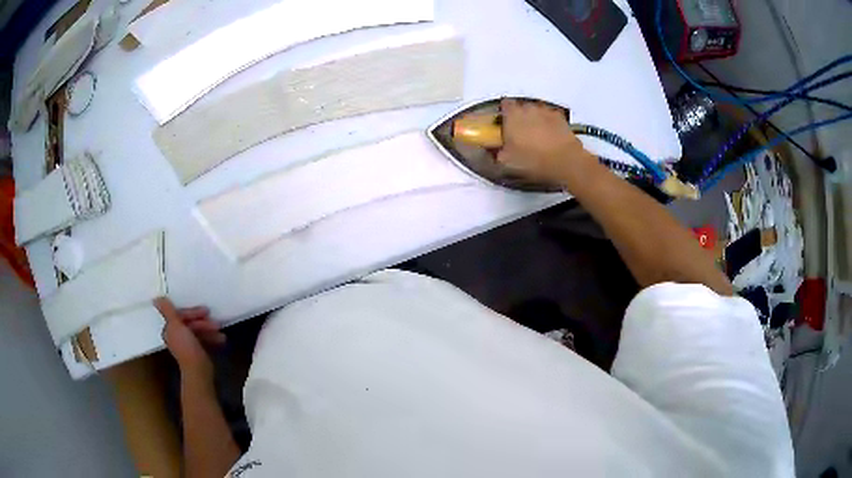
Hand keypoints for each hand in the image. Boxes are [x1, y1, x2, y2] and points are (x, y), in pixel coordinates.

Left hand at [154, 297, 224, 381]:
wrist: (198, 370)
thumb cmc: (186, 347)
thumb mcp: (176, 325)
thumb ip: (167, 311)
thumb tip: (156, 298)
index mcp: (170, 330)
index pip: (180, 316)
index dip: (192, 313)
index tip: (205, 312)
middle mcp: (177, 337)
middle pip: (190, 324)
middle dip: (203, 323)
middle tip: (216, 323)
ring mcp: (188, 345)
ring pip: (199, 332)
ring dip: (210, 331)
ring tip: (220, 333)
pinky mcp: (198, 352)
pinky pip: (204, 341)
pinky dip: (212, 339)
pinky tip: (221, 340)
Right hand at [497, 99, 594, 184]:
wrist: (564, 160)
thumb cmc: (531, 159)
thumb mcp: (507, 161)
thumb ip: (498, 152)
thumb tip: (495, 149)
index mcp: (512, 114)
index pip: (504, 104)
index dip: (504, 113)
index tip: (504, 124)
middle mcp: (528, 107)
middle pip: (521, 107)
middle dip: (520, 116)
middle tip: (520, 132)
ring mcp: (546, 110)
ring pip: (537, 111)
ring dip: (535, 118)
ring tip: (537, 135)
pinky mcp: (561, 117)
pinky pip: (550, 117)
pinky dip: (549, 123)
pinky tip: (551, 135)